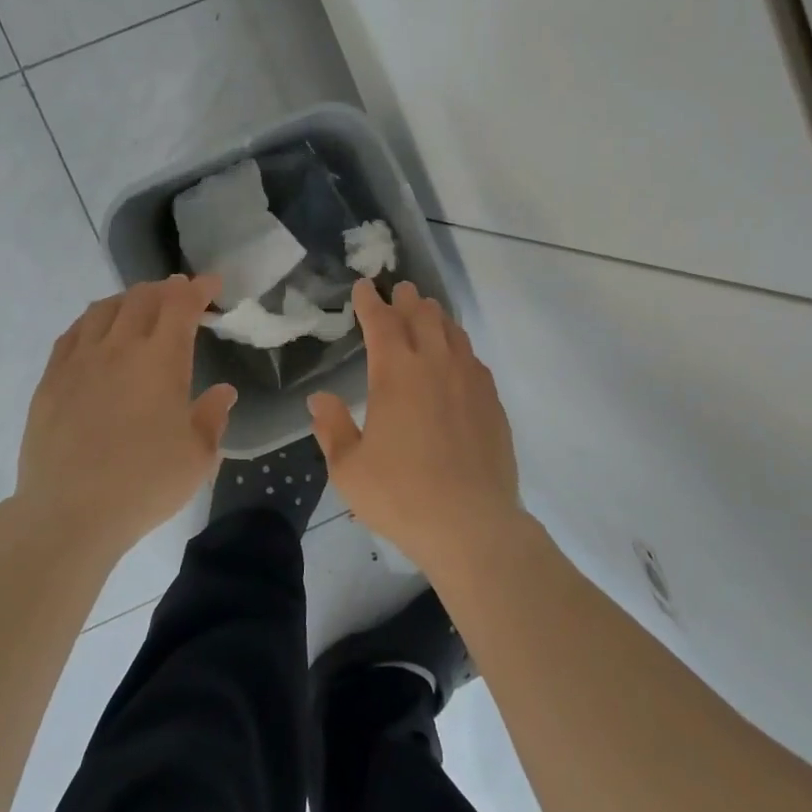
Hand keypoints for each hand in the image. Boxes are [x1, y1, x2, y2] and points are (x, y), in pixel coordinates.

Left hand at [16, 275, 236, 560]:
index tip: (211, 284)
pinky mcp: (51, 380)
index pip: (181, 305)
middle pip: (142, 298)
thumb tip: (223, 392)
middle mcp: (120, 348)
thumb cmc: (144, 484)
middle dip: (165, 289)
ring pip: (104, 309)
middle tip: (179, 295)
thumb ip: (213, 417)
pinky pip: (73, 333)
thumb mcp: (198, 457)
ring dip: (128, 299)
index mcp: (161, 360)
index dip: (198, 289)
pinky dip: (93, 320)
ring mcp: (80, 361)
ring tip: (140, 307)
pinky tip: (97, 331)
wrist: (69, 513)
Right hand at [308, 279, 523, 574]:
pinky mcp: (492, 401)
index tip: (363, 287)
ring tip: (428, 311)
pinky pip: (474, 359)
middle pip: (422, 317)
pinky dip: (460, 346)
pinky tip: (458, 356)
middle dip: (407, 300)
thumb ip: (332, 428)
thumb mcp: (349, 468)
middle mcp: (435, 365)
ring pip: (453, 332)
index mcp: (396, 374)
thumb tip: (320, 399)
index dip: (370, 302)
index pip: (381, 323)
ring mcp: (469, 381)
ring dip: (436, 317)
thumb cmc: (400, 495)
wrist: (471, 524)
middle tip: (400, 290)